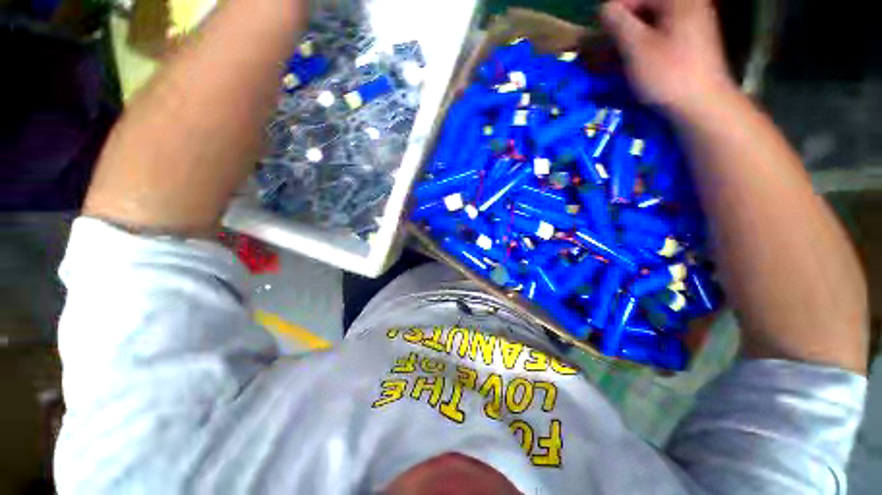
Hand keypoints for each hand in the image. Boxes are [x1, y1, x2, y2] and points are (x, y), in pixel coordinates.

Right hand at [600, 0, 736, 113]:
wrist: (702, 105)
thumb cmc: (668, 74)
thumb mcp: (636, 47)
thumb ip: (617, 22)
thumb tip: (604, 7)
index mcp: (678, 0)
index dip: (613, 14)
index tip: (599, 37)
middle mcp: (687, 4)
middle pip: (643, 9)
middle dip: (621, 29)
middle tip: (607, 52)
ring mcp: (692, 23)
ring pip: (650, 24)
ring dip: (630, 40)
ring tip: (617, 62)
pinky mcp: (690, 41)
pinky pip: (660, 37)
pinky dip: (643, 47)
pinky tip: (635, 64)